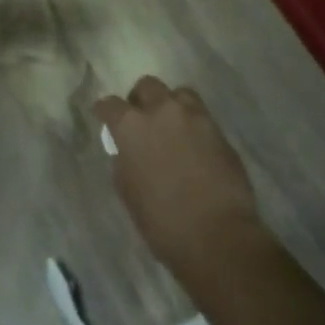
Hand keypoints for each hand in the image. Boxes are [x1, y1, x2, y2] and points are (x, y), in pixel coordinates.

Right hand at [96, 76, 268, 283]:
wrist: (219, 237)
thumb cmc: (163, 222)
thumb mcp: (128, 191)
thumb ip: (124, 160)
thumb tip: (128, 150)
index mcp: (131, 126)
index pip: (110, 105)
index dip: (105, 111)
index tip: (105, 118)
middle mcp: (161, 111)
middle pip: (147, 86)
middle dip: (141, 99)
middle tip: (143, 119)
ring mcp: (194, 118)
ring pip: (179, 94)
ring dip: (172, 105)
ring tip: (173, 127)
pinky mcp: (220, 132)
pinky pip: (202, 117)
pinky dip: (194, 125)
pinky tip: (195, 146)